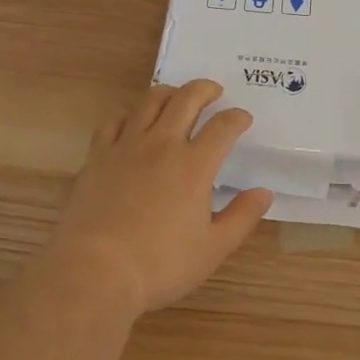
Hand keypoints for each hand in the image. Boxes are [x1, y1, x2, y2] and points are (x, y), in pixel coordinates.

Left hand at [46, 80, 272, 315]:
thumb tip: (264, 192)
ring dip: (169, 92)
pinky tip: (132, 122)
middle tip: (213, 92)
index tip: (243, 118)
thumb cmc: (160, 264)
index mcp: (195, 165)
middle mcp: (162, 144)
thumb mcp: (213, 248)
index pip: (223, 126)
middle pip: (187, 98)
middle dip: (205, 89)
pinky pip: (114, 120)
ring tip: (176, 97)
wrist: (95, 270)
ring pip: (150, 101)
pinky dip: (129, 114)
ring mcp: (127, 145)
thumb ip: (242, 217)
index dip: (237, 117)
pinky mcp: (98, 155)